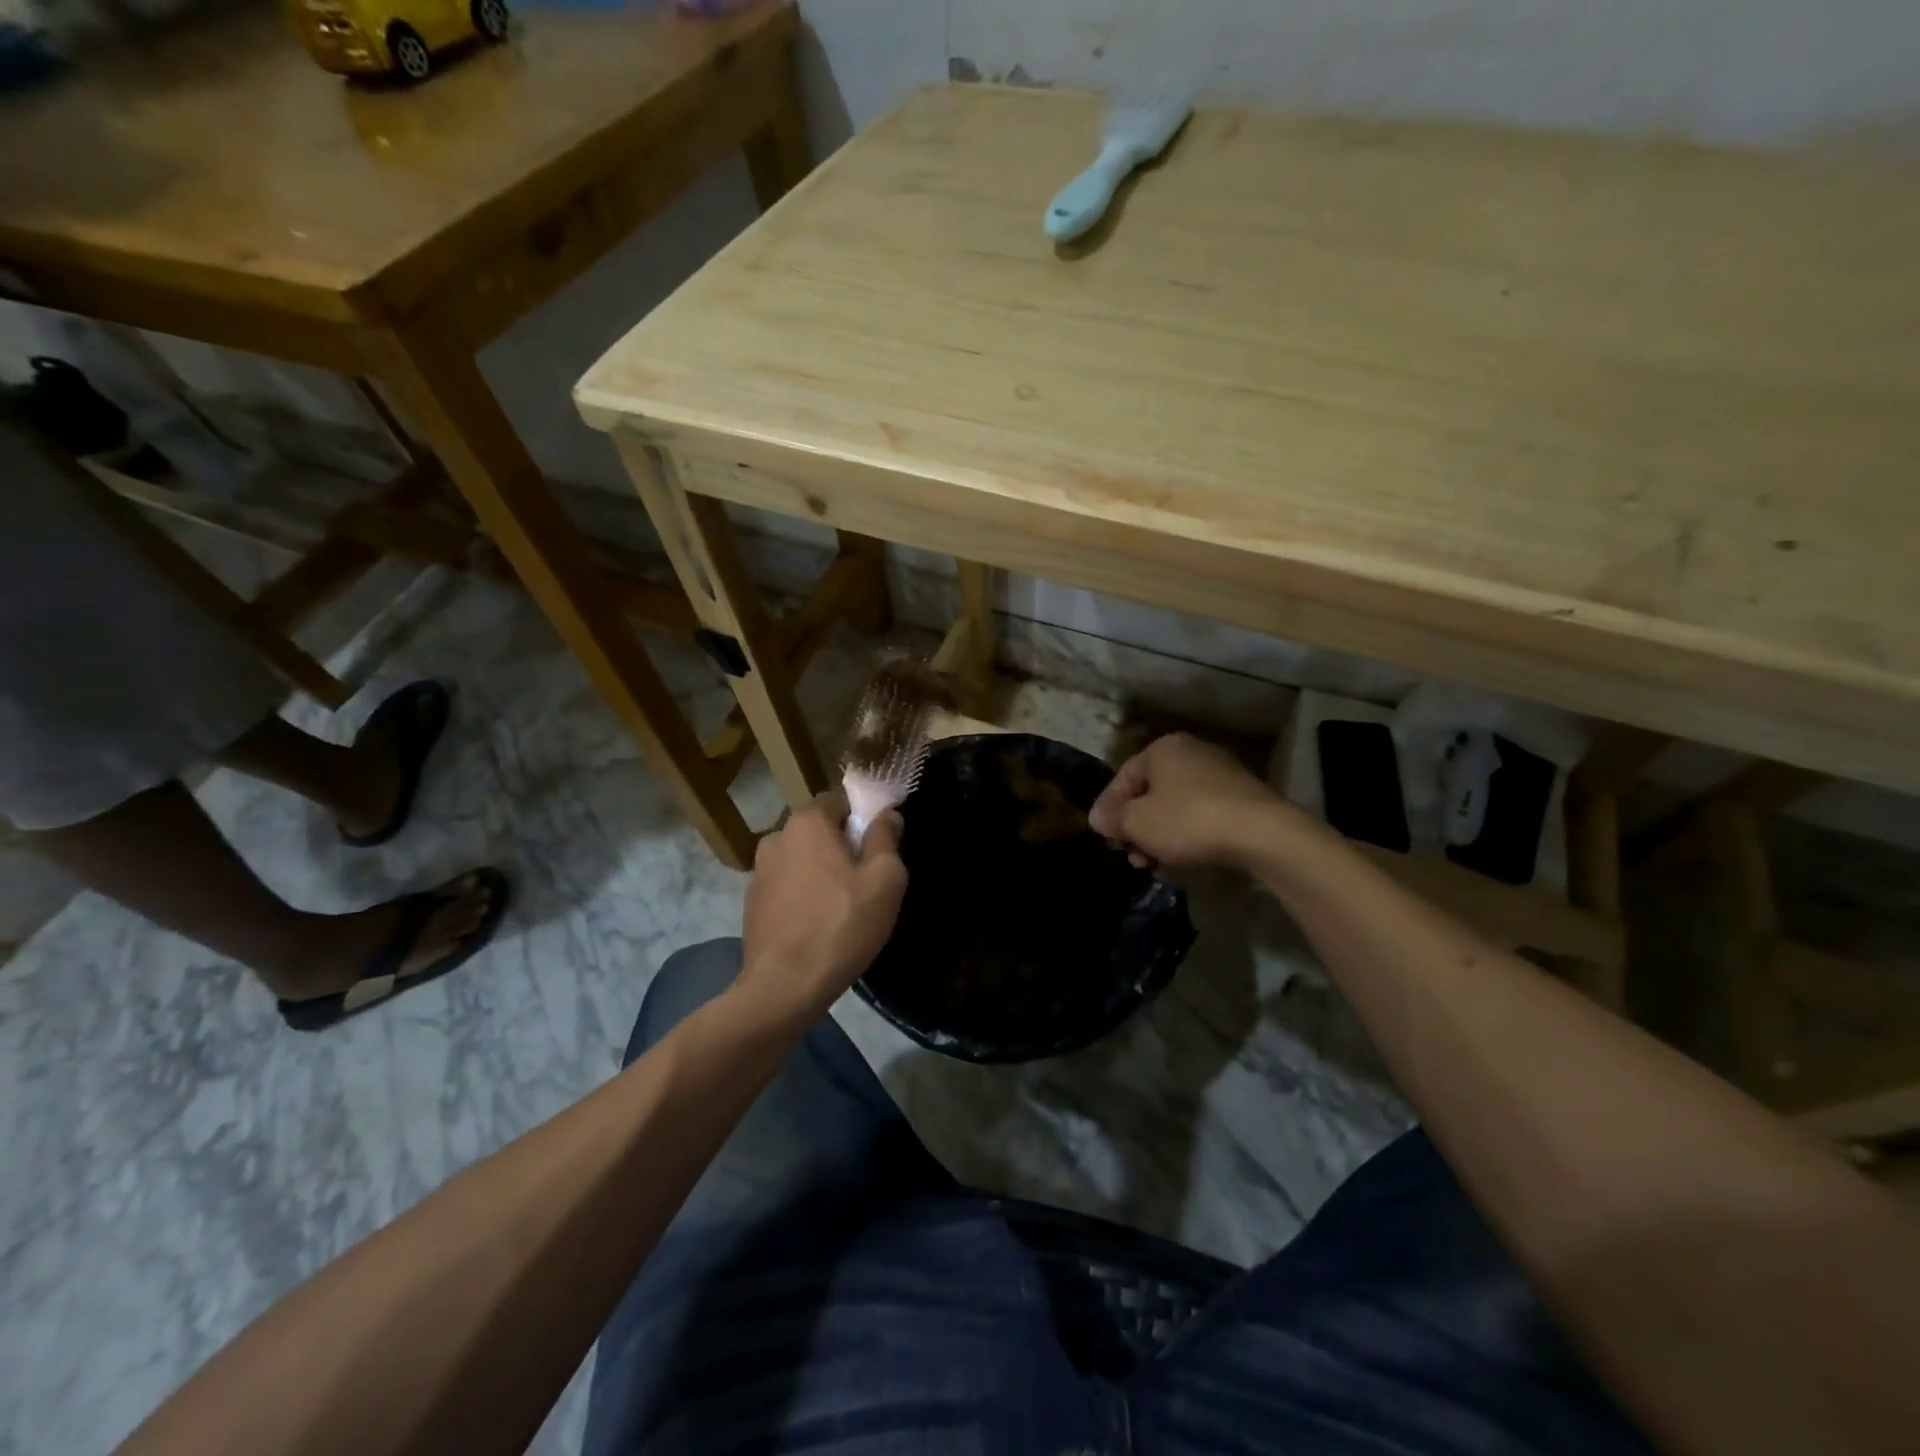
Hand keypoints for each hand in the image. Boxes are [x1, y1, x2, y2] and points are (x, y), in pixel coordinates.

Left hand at [736, 790, 907, 1023]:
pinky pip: (786, 885)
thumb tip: (887, 815)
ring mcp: (758, 871)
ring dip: (820, 871)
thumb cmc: (842, 925)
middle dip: (842, 845)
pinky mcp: (752, 903)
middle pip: (818, 829)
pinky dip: (802, 895)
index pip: (838, 800)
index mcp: (807, 822)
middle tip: (866, 879)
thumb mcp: (884, 879)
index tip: (879, 845)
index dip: (862, 817)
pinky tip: (817, 923)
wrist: (784, 986)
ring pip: (801, 858)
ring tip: (841, 906)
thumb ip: (886, 838)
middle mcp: (776, 837)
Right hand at [1090, 733, 1306, 871]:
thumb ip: (1111, 818)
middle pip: (1150, 793)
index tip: (1107, 839)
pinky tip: (1185, 860)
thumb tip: (1098, 817)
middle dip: (1137, 828)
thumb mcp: (1137, 822)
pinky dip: (1188, 836)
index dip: (1109, 810)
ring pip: (1176, 807)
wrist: (1262, 835)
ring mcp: (1221, 774)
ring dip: (1160, 836)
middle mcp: (1192, 752)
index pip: (1123, 778)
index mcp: (1163, 748)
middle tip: (1132, 857)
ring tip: (1156, 865)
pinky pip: (1202, 816)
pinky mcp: (1242, 799)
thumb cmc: (1188, 820)